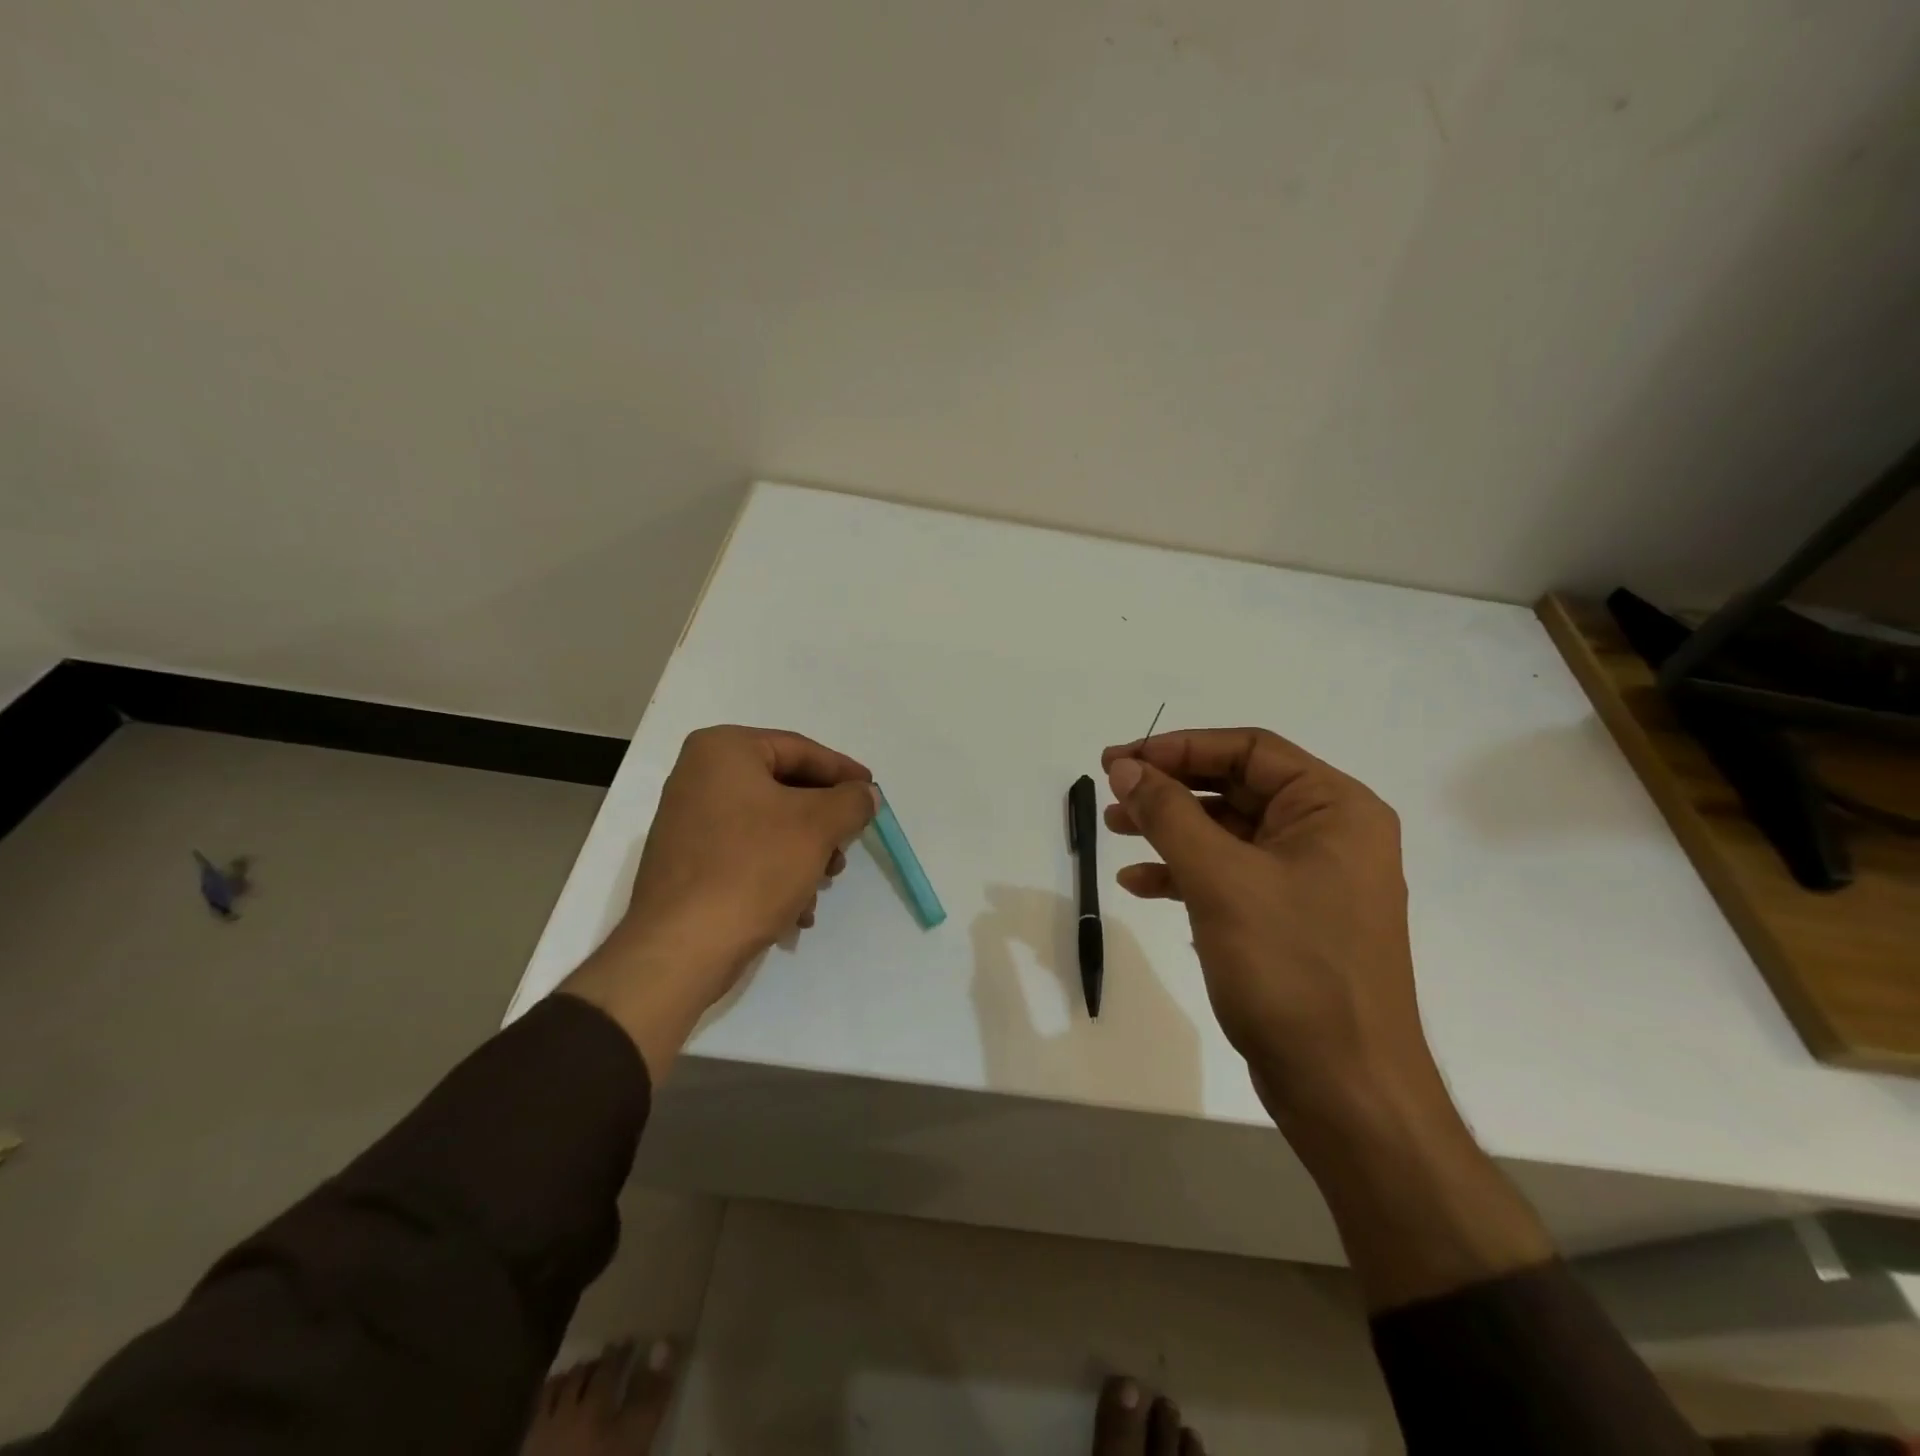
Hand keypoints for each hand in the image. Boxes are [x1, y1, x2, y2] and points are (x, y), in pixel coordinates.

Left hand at [562, 726, 877, 1079]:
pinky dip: (777, 874)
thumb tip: (865, 794)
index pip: (800, 750)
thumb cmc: (752, 868)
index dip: (843, 772)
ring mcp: (690, 821)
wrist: (681, 948)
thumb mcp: (817, 826)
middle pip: (785, 789)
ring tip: (823, 884)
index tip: (872, 794)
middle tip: (848, 847)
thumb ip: (851, 801)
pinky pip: (746, 853)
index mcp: (723, 750)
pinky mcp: (688, 862)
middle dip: (823, 823)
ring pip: (770, 826)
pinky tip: (797, 910)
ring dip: (805, 854)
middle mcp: (699, 776)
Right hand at [1100, 728, 1436, 1122]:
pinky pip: (1232, 875)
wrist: (1344, 1088)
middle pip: (1237, 787)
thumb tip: (1125, 766)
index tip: (1120, 760)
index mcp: (1335, 808)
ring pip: (1229, 832)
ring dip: (1171, 828)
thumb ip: (1169, 813)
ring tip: (1115, 829)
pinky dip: (1186, 873)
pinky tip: (1140, 883)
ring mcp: (1311, 879)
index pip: (1250, 750)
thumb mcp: (1220, 879)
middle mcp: (1330, 834)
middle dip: (1171, 788)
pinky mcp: (1290, 919)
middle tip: (1111, 790)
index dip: (1179, 748)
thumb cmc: (1289, 968)